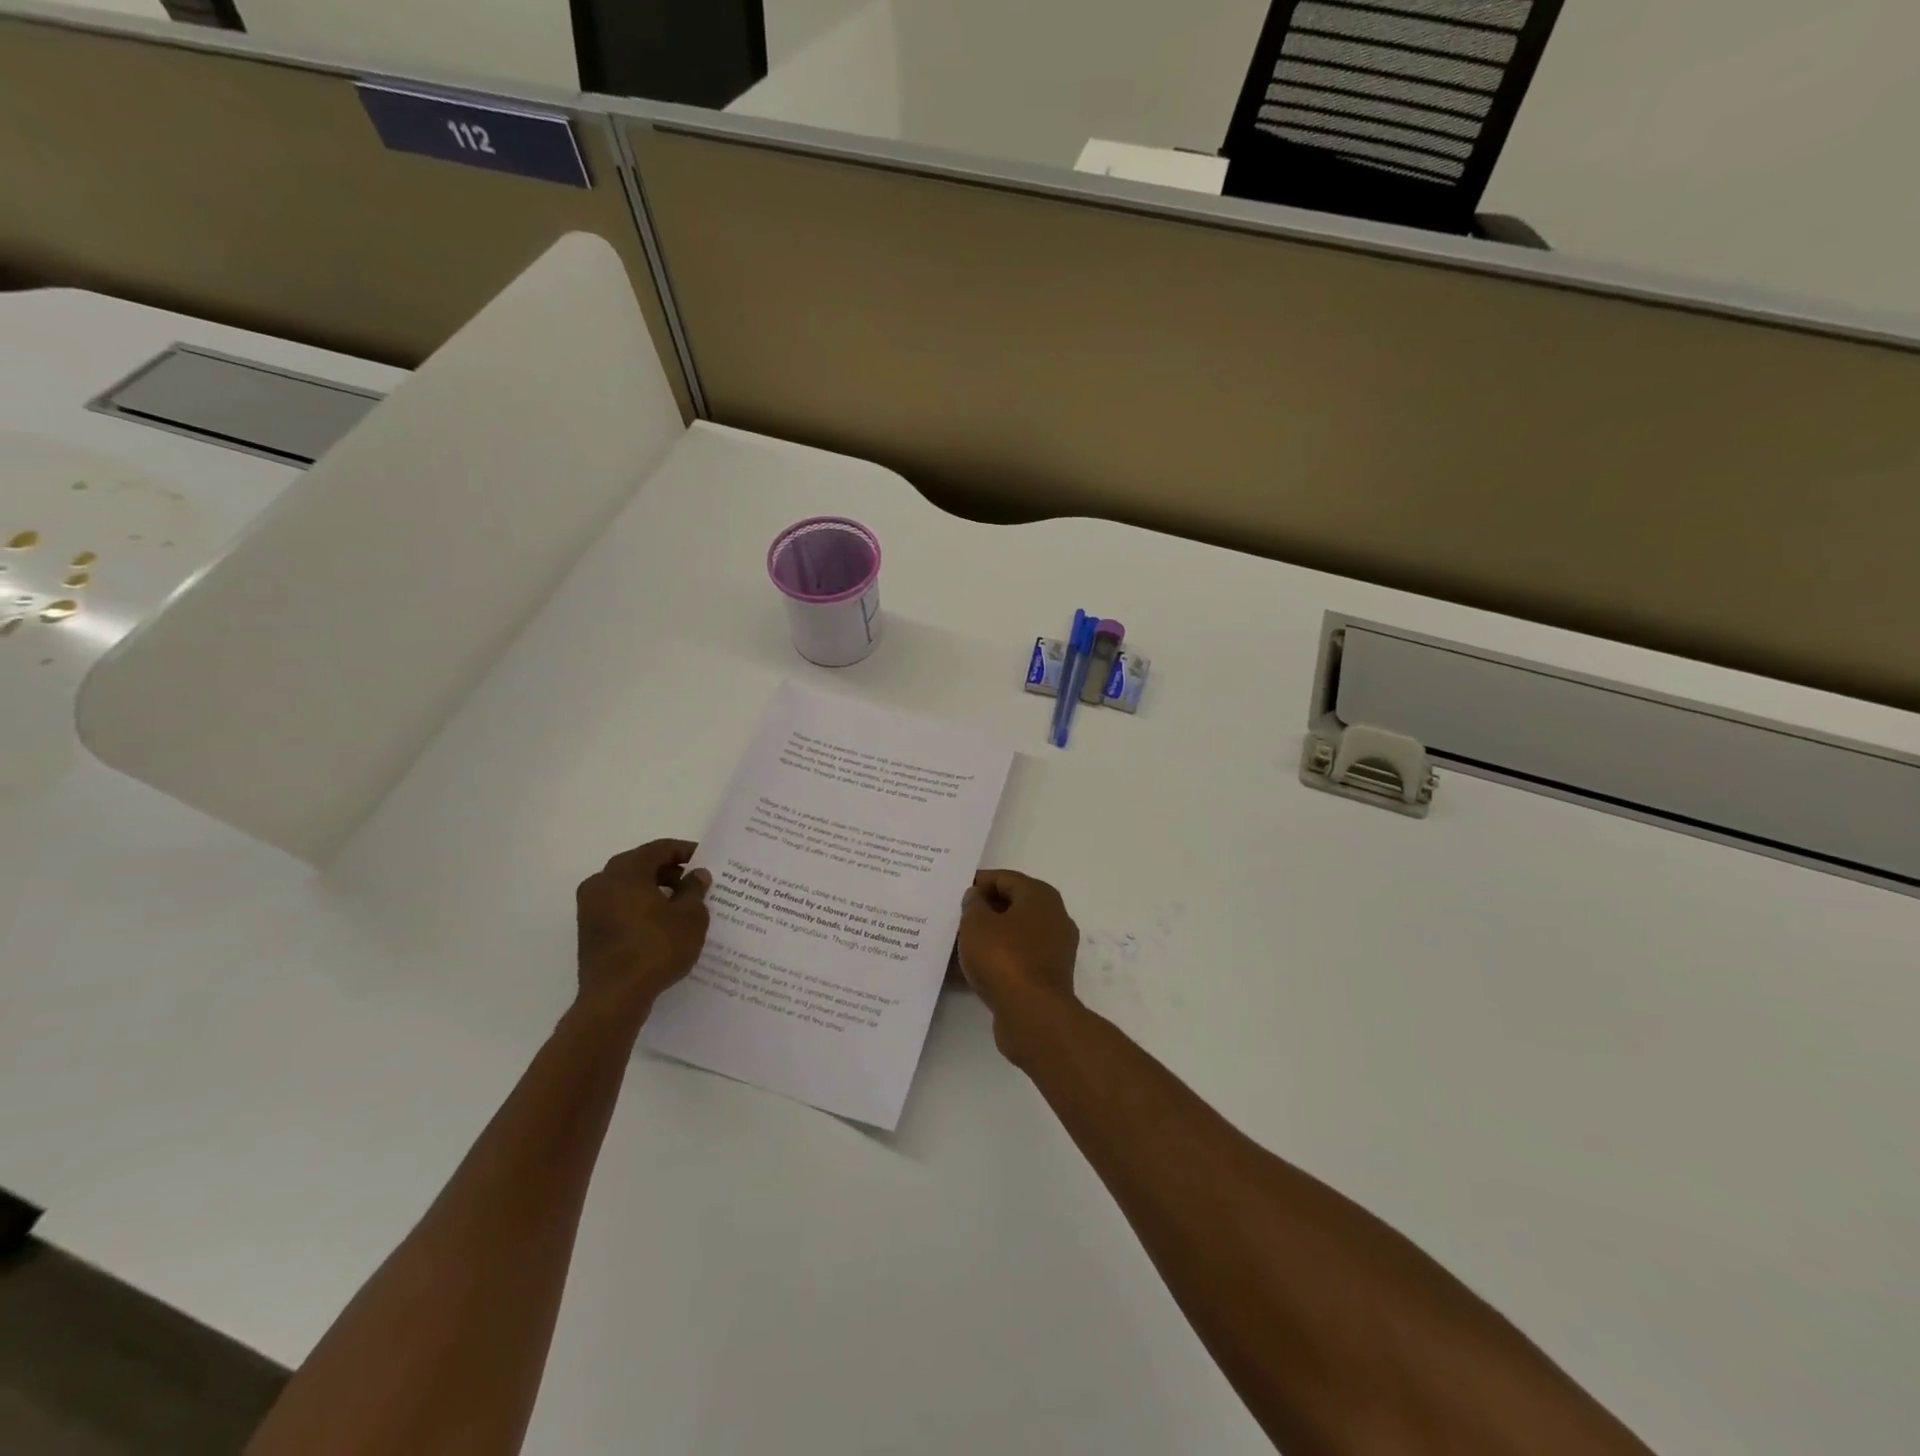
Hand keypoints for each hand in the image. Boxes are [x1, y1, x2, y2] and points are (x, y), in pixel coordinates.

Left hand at [575, 839, 711, 1020]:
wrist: (615, 997)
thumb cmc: (657, 948)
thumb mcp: (690, 917)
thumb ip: (695, 890)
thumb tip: (697, 875)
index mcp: (625, 871)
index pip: (658, 849)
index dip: (684, 851)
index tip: (704, 859)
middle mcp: (602, 882)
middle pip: (640, 865)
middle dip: (668, 870)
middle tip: (694, 881)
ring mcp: (590, 907)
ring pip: (627, 886)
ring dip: (653, 889)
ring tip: (681, 904)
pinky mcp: (589, 930)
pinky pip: (619, 906)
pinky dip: (639, 906)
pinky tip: (661, 923)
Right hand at [957, 870, 1080, 1057]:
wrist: (1033, 1015)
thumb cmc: (1004, 958)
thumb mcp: (977, 924)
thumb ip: (973, 904)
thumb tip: (977, 897)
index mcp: (1040, 897)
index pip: (1005, 878)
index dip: (978, 883)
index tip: (953, 892)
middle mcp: (1053, 918)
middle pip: (1011, 906)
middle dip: (981, 911)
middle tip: (952, 918)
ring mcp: (1053, 949)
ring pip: (1012, 935)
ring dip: (985, 938)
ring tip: (953, 945)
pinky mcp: (1046, 977)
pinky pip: (1015, 960)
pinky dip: (993, 961)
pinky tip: (965, 972)